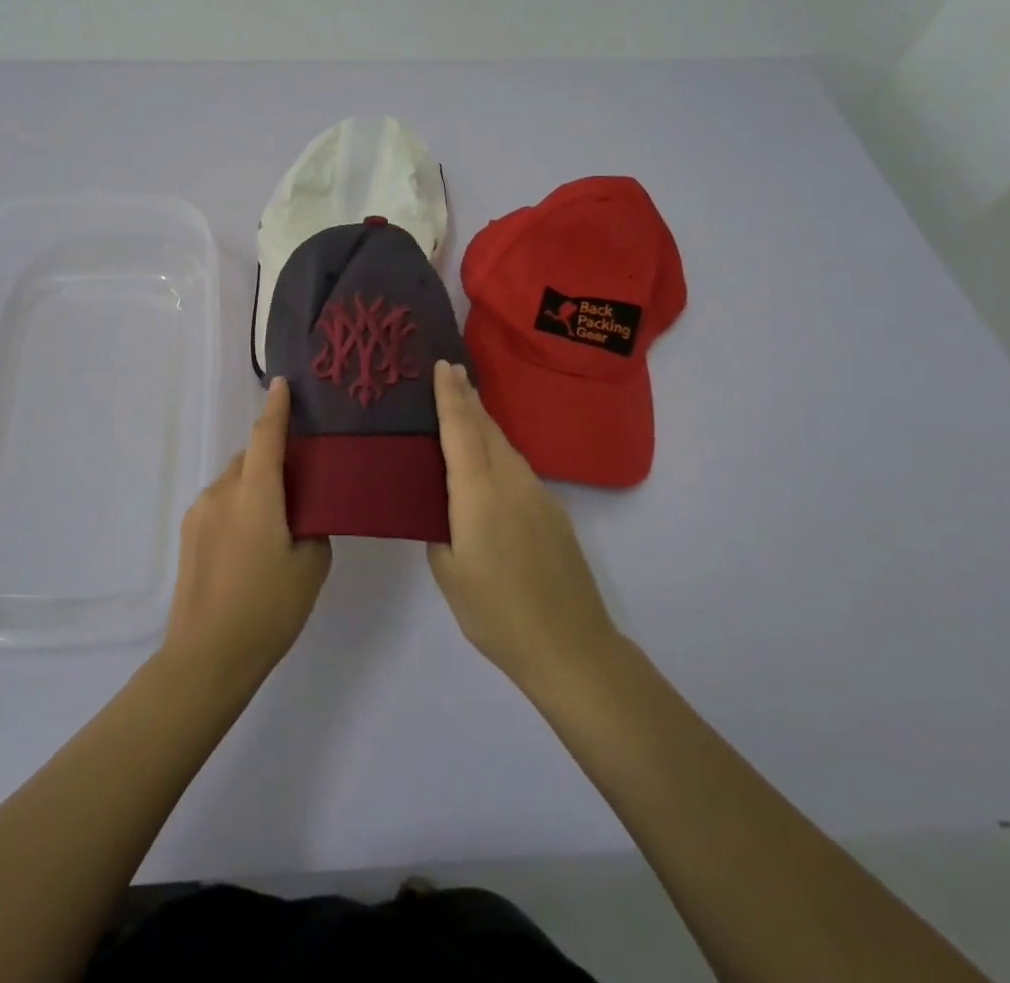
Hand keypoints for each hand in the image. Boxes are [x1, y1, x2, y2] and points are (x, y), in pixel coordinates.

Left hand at [161, 378, 330, 687]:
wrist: (207, 656)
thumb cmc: (268, 608)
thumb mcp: (311, 565)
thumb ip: (313, 525)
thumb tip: (303, 511)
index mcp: (255, 493)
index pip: (266, 435)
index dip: (276, 407)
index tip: (283, 383)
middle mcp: (222, 491)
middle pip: (251, 457)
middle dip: (273, 457)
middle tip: (300, 481)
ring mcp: (200, 511)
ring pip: (234, 480)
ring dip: (255, 485)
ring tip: (276, 521)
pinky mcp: (188, 532)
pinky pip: (220, 501)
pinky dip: (239, 504)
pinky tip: (251, 542)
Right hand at [428, 359, 617, 693]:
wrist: (570, 645)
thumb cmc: (497, 612)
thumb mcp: (449, 573)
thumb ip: (439, 530)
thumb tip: (443, 510)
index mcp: (478, 492)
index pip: (461, 429)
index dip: (450, 395)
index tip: (443, 364)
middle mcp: (510, 481)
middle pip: (486, 427)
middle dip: (468, 397)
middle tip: (450, 372)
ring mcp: (538, 494)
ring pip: (505, 446)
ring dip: (484, 422)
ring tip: (465, 408)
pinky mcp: (553, 511)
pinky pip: (518, 467)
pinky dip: (498, 451)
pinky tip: (489, 463)